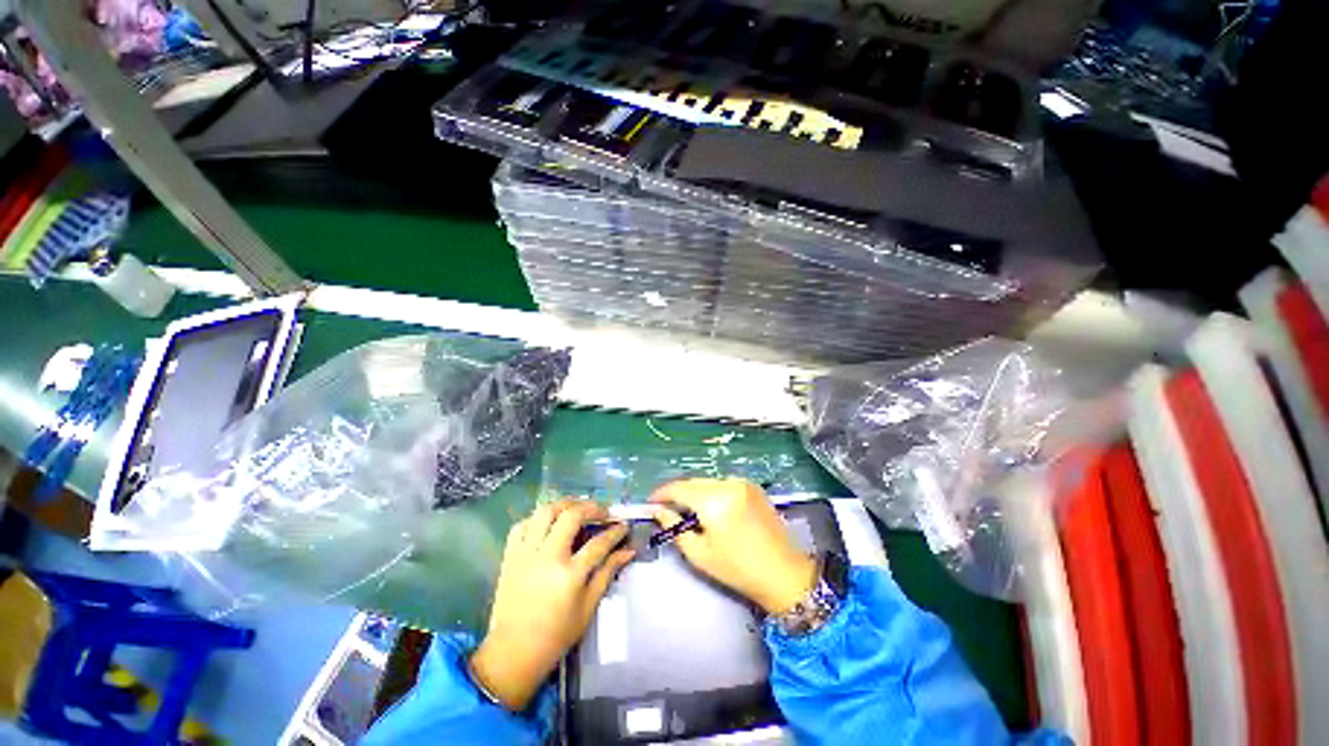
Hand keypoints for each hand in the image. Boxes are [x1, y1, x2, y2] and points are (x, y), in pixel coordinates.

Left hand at [470, 500, 634, 711]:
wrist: (513, 653)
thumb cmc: (556, 635)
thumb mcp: (588, 607)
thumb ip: (607, 573)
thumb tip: (628, 551)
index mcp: (569, 575)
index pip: (599, 543)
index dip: (615, 531)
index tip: (623, 525)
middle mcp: (547, 557)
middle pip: (571, 516)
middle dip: (591, 507)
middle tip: (602, 511)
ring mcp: (526, 554)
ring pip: (545, 512)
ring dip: (564, 505)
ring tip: (576, 509)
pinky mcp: (510, 556)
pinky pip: (523, 524)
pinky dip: (537, 518)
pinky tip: (548, 523)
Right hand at [651, 479, 816, 615]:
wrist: (783, 572)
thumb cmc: (738, 569)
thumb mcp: (700, 554)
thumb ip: (675, 528)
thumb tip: (659, 511)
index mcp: (713, 501)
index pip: (679, 488)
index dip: (662, 493)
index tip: (651, 501)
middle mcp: (727, 484)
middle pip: (694, 482)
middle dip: (678, 492)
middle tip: (666, 506)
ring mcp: (742, 483)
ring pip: (708, 481)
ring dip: (695, 491)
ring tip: (687, 508)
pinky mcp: (752, 486)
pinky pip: (723, 483)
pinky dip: (711, 491)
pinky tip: (710, 507)